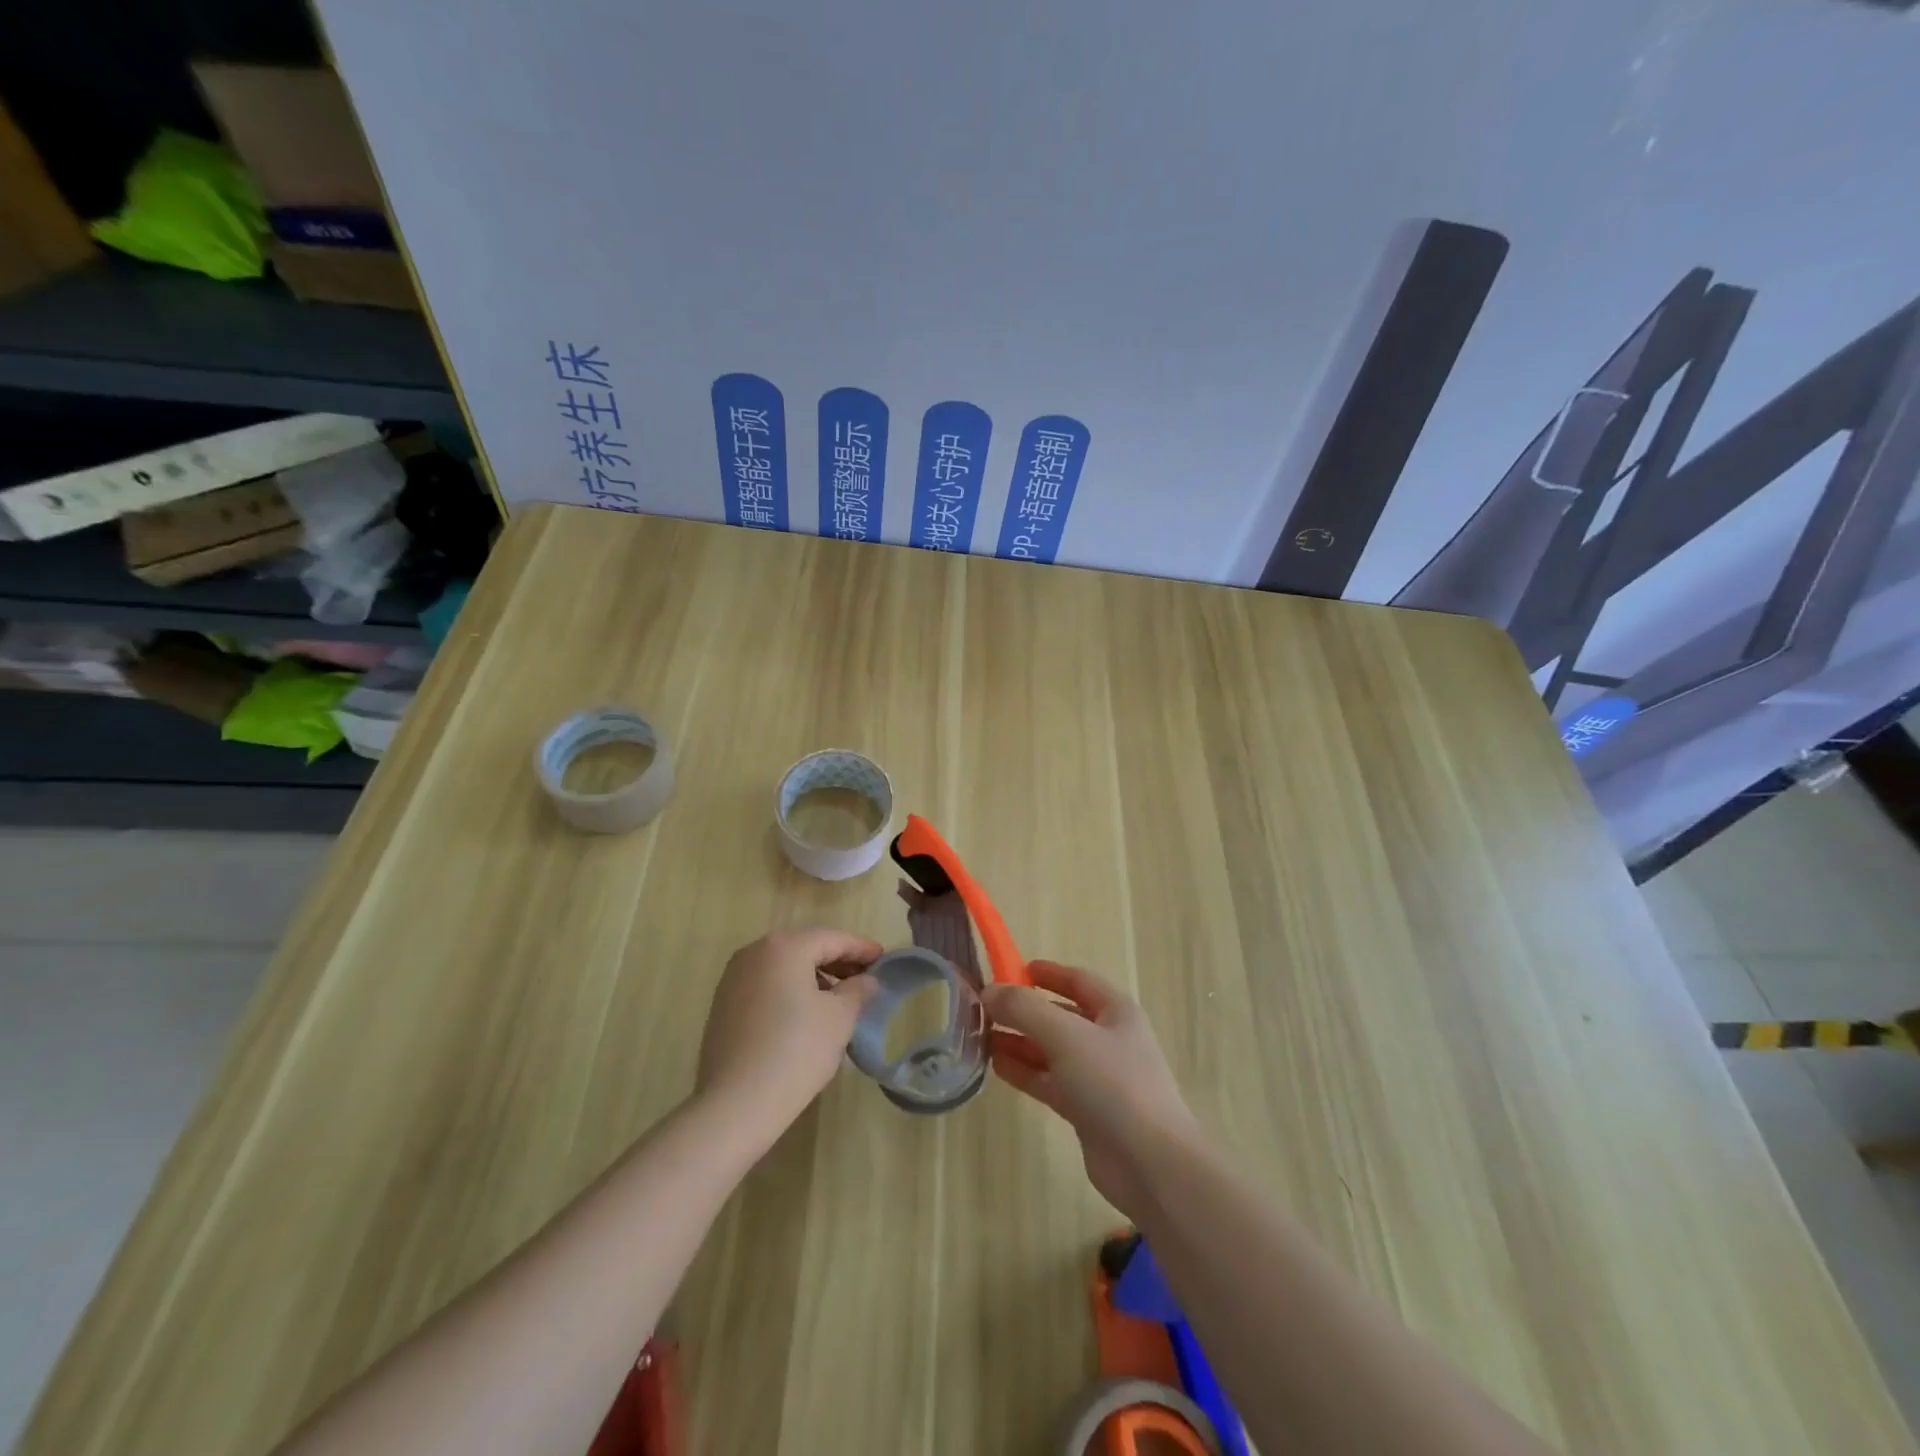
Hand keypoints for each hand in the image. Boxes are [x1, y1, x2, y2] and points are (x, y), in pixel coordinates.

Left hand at [696, 929, 882, 1143]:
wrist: (734, 1105)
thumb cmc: (796, 1051)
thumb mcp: (840, 1018)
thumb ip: (858, 990)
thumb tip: (867, 980)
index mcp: (784, 947)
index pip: (833, 939)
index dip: (862, 948)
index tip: (884, 958)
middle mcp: (754, 952)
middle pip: (806, 948)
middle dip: (838, 961)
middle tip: (866, 978)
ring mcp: (734, 978)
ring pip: (785, 967)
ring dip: (815, 976)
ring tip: (840, 999)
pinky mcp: (723, 1004)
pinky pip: (767, 985)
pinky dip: (791, 990)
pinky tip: (808, 1014)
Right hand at [983, 962, 1200, 1218]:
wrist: (1150, 1163)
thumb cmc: (1112, 1083)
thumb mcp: (1065, 1035)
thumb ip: (1024, 1009)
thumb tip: (989, 991)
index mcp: (1115, 1010)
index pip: (1077, 979)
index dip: (1046, 973)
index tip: (1009, 970)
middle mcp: (1108, 1038)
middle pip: (1061, 1015)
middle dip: (1025, 1010)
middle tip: (984, 1008)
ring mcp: (1098, 1076)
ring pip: (1052, 1050)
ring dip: (1020, 1041)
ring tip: (981, 1036)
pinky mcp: (1087, 1110)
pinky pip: (1050, 1081)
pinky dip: (1026, 1071)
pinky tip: (997, 1066)